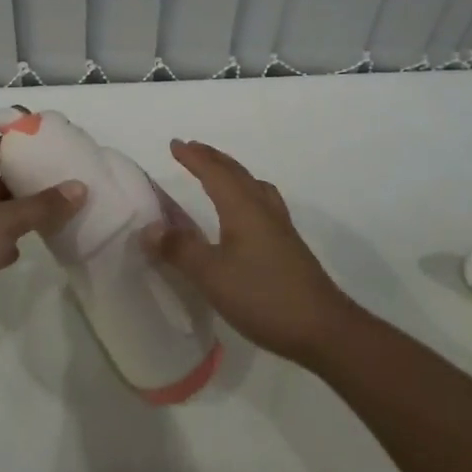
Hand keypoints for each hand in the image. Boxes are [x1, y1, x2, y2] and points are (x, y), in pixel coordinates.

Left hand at [0, 137, 85, 344]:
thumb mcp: (7, 221)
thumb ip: (43, 205)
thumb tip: (80, 187)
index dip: (8, 143)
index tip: (36, 144)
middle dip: (19, 180)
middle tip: (51, 181)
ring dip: (14, 214)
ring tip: (46, 215)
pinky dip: (3, 244)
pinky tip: (20, 252)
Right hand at [140, 139, 357, 364]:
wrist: (323, 328)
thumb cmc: (263, 296)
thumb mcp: (212, 275)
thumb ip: (180, 250)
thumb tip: (149, 227)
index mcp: (243, 208)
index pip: (214, 172)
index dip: (194, 157)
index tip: (174, 144)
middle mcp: (263, 209)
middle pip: (236, 173)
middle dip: (212, 158)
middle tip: (192, 149)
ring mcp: (280, 226)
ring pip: (253, 185)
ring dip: (232, 173)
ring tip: (219, 173)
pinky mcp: (288, 245)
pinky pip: (263, 201)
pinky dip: (246, 192)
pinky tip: (247, 212)